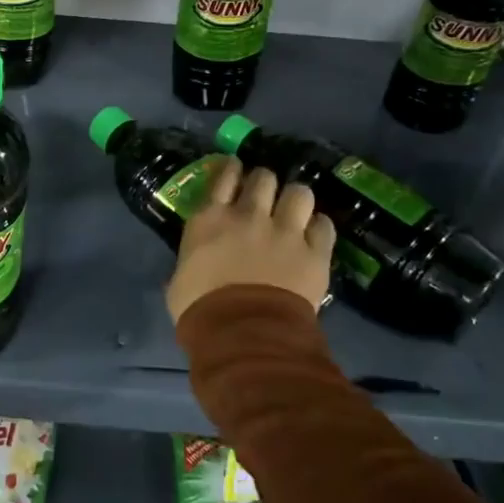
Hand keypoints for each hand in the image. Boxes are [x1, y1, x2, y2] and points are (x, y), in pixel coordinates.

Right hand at [165, 160, 333, 322]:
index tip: (237, 169)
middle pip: (264, 177)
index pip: (224, 177)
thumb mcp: (179, 279)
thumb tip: (190, 268)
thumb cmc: (200, 309)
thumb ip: (189, 261)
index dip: (233, 170)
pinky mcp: (314, 253)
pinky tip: (315, 235)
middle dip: (266, 183)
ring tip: (295, 210)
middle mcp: (249, 215)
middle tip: (266, 196)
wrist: (243, 333)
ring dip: (296, 199)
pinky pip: (324, 226)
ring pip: (300, 192)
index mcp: (211, 219)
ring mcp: (285, 231)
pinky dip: (319, 228)